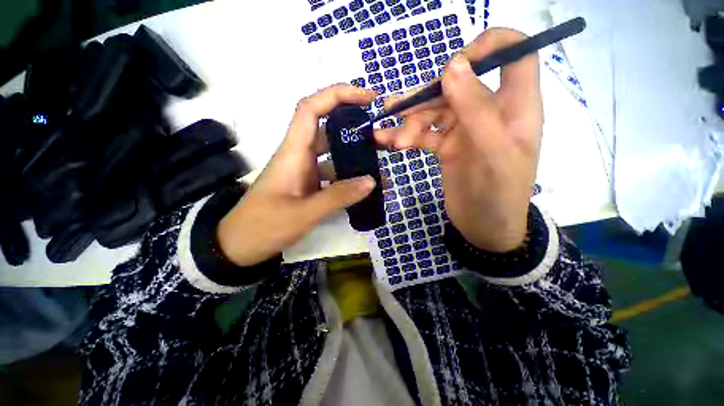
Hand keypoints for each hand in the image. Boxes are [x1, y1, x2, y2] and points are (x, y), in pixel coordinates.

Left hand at [217, 85, 377, 266]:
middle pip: (327, 128)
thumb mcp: (303, 213)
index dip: (338, 95)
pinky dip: (348, 178)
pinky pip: (332, 175)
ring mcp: (304, 171)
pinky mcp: (308, 185)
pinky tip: (364, 188)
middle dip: (354, 125)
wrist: (240, 245)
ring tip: (379, 163)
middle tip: (381, 135)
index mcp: (293, 152)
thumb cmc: (264, 226)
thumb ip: (338, 197)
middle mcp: (299, 155)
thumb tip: (372, 181)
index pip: (311, 108)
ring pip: (332, 154)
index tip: (367, 98)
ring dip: (354, 155)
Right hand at [375, 29, 542, 251]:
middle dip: (425, 98)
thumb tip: (452, 66)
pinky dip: (405, 136)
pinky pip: (423, 133)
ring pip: (433, 111)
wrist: (484, 228)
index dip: (487, 46)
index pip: (513, 53)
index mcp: (515, 105)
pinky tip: (387, 142)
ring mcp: (464, 129)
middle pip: (456, 84)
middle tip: (399, 114)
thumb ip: (477, 109)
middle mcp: (489, 111)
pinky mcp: (446, 146)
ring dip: (409, 122)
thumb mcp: (494, 153)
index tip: (453, 65)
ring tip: (389, 138)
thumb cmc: (499, 194)